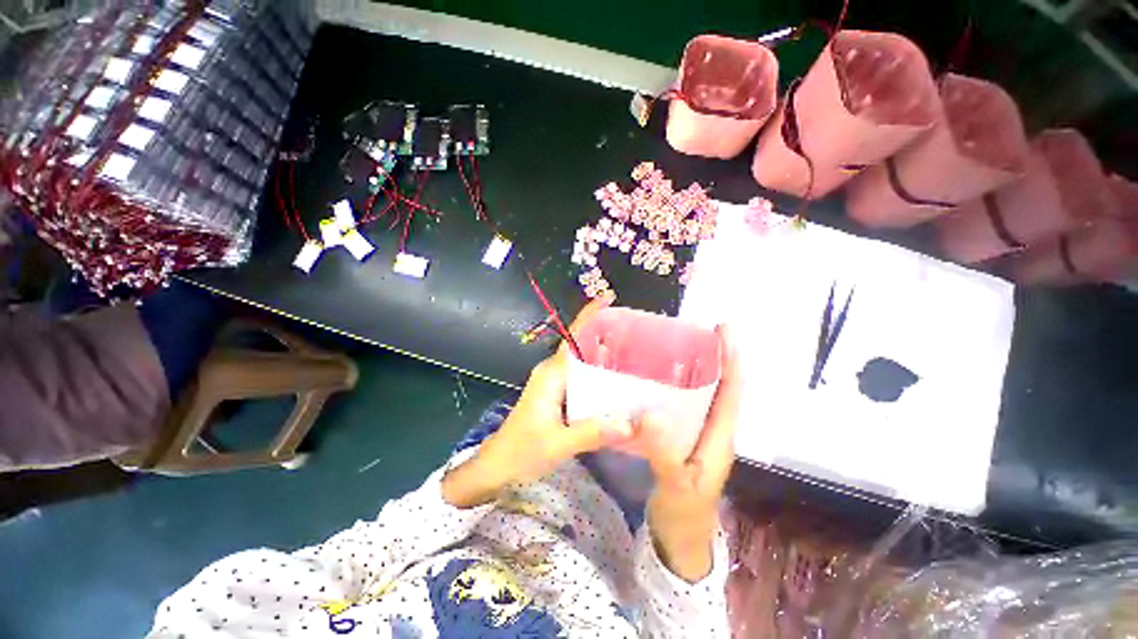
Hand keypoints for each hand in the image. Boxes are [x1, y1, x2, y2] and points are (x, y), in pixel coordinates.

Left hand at [443, 293, 630, 508]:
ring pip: (583, 365)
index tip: (608, 298)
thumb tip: (633, 423)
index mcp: (551, 374)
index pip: (573, 338)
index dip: (589, 317)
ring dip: (604, 359)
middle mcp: (552, 373)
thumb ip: (593, 432)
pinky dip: (598, 378)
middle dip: (605, 337)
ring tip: (635, 356)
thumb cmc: (522, 452)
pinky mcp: (556, 397)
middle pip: (581, 347)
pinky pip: (581, 380)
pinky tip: (617, 386)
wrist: (496, 468)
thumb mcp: (559, 444)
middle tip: (637, 335)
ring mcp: (554, 384)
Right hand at [630, 325, 740, 581]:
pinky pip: (685, 404)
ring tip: (677, 345)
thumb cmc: (685, 514)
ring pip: (703, 394)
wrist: (681, 538)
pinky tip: (660, 379)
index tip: (725, 331)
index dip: (731, 360)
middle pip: (720, 386)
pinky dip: (678, 386)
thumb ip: (663, 452)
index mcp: (720, 438)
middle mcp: (713, 430)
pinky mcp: (684, 437)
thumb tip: (649, 413)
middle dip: (715, 356)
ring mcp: (699, 433)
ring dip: (697, 368)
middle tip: (694, 330)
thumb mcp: (675, 486)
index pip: (732, 392)